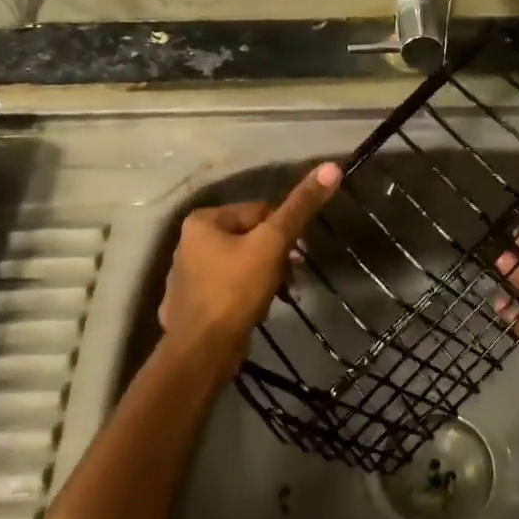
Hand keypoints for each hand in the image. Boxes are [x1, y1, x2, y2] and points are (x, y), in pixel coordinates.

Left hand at [157, 162, 341, 373]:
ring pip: (240, 265)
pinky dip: (244, 298)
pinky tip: (253, 313)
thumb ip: (300, 208)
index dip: (283, 233)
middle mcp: (188, 242)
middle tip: (288, 281)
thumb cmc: (235, 290)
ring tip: (274, 298)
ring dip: (263, 279)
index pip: (258, 212)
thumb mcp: (272, 244)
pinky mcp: (191, 304)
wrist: (203, 352)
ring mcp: (186, 276)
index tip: (296, 257)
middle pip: (249, 239)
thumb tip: (331, 167)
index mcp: (202, 221)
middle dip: (274, 258)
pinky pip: (227, 290)